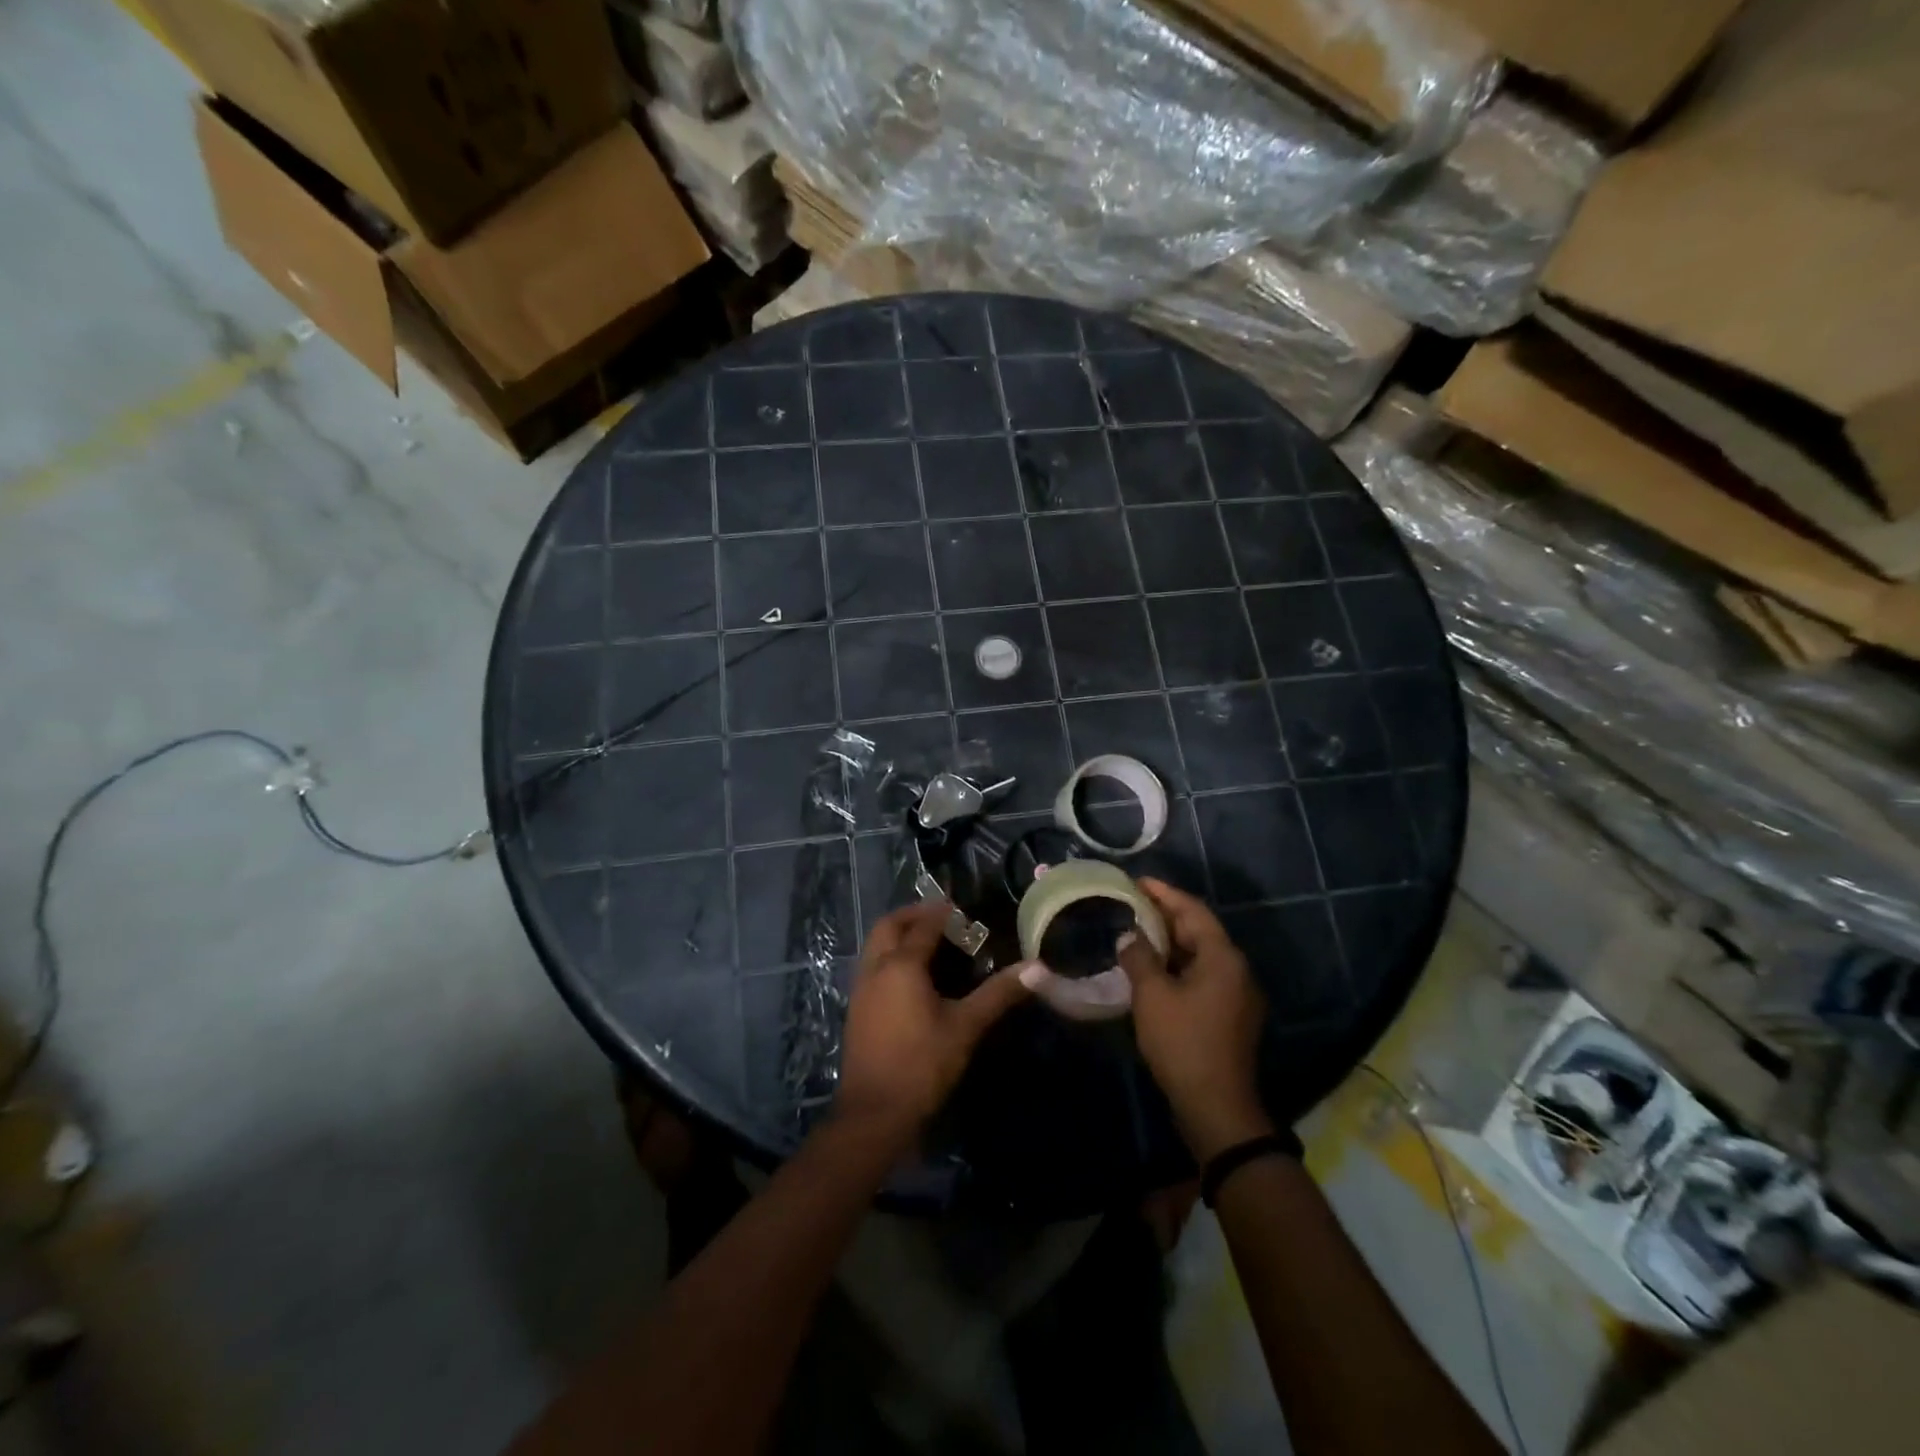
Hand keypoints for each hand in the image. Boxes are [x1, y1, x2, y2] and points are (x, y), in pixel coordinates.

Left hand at [834, 902, 1034, 1150]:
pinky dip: (889, 956)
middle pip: (889, 926)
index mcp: (901, 965)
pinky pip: (871, 966)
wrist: (874, 1113)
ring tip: (927, 942)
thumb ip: (998, 994)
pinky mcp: (856, 1010)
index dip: (942, 913)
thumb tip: (1037, 968)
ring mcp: (861, 989)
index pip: (923, 926)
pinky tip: (909, 977)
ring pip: (875, 945)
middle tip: (940, 917)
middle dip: (912, 915)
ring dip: (897, 934)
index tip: (962, 908)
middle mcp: (875, 968)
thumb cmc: (922, 1065)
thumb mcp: (966, 1027)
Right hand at [1119, 878, 1273, 1161]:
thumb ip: (1139, 958)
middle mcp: (1236, 970)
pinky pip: (1201, 976)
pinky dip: (1177, 966)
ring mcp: (1236, 995)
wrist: (1216, 1108)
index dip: (1164, 893)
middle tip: (1131, 905)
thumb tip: (1129, 936)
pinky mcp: (1229, 1016)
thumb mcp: (1152, 995)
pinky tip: (1151, 970)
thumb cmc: (1183, 1043)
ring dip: (1170, 943)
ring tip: (1136, 933)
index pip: (1193, 911)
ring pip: (1200, 955)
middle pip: (1199, 931)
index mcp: (1223, 958)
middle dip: (1165, 916)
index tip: (1137, 881)